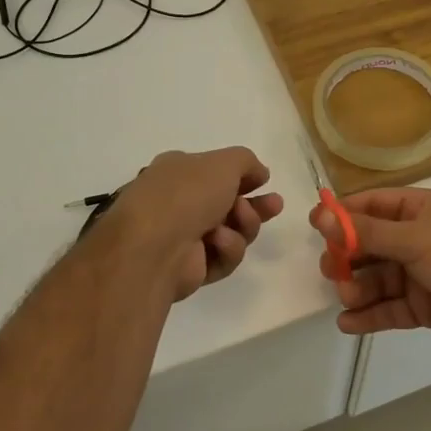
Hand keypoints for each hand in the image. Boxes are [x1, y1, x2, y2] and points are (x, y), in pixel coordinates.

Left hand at [112, 148, 284, 301]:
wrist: (155, 245)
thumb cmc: (187, 193)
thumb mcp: (224, 163)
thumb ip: (246, 162)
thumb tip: (259, 173)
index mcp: (178, 172)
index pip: (215, 173)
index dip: (242, 177)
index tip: (264, 180)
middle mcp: (178, 203)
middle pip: (227, 205)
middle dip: (254, 206)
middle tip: (275, 205)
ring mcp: (182, 237)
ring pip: (232, 232)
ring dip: (242, 225)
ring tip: (240, 221)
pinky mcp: (190, 268)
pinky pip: (222, 257)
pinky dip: (226, 249)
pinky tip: (218, 243)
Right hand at [311, 188, 430, 350]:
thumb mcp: (414, 238)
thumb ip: (366, 232)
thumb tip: (321, 216)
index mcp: (420, 210)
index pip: (373, 205)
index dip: (343, 215)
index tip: (314, 226)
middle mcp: (418, 238)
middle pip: (370, 244)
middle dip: (348, 257)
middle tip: (329, 270)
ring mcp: (420, 273)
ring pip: (377, 278)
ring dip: (358, 288)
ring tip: (347, 298)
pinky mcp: (423, 306)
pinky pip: (389, 308)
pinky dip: (369, 315)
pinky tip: (348, 323)